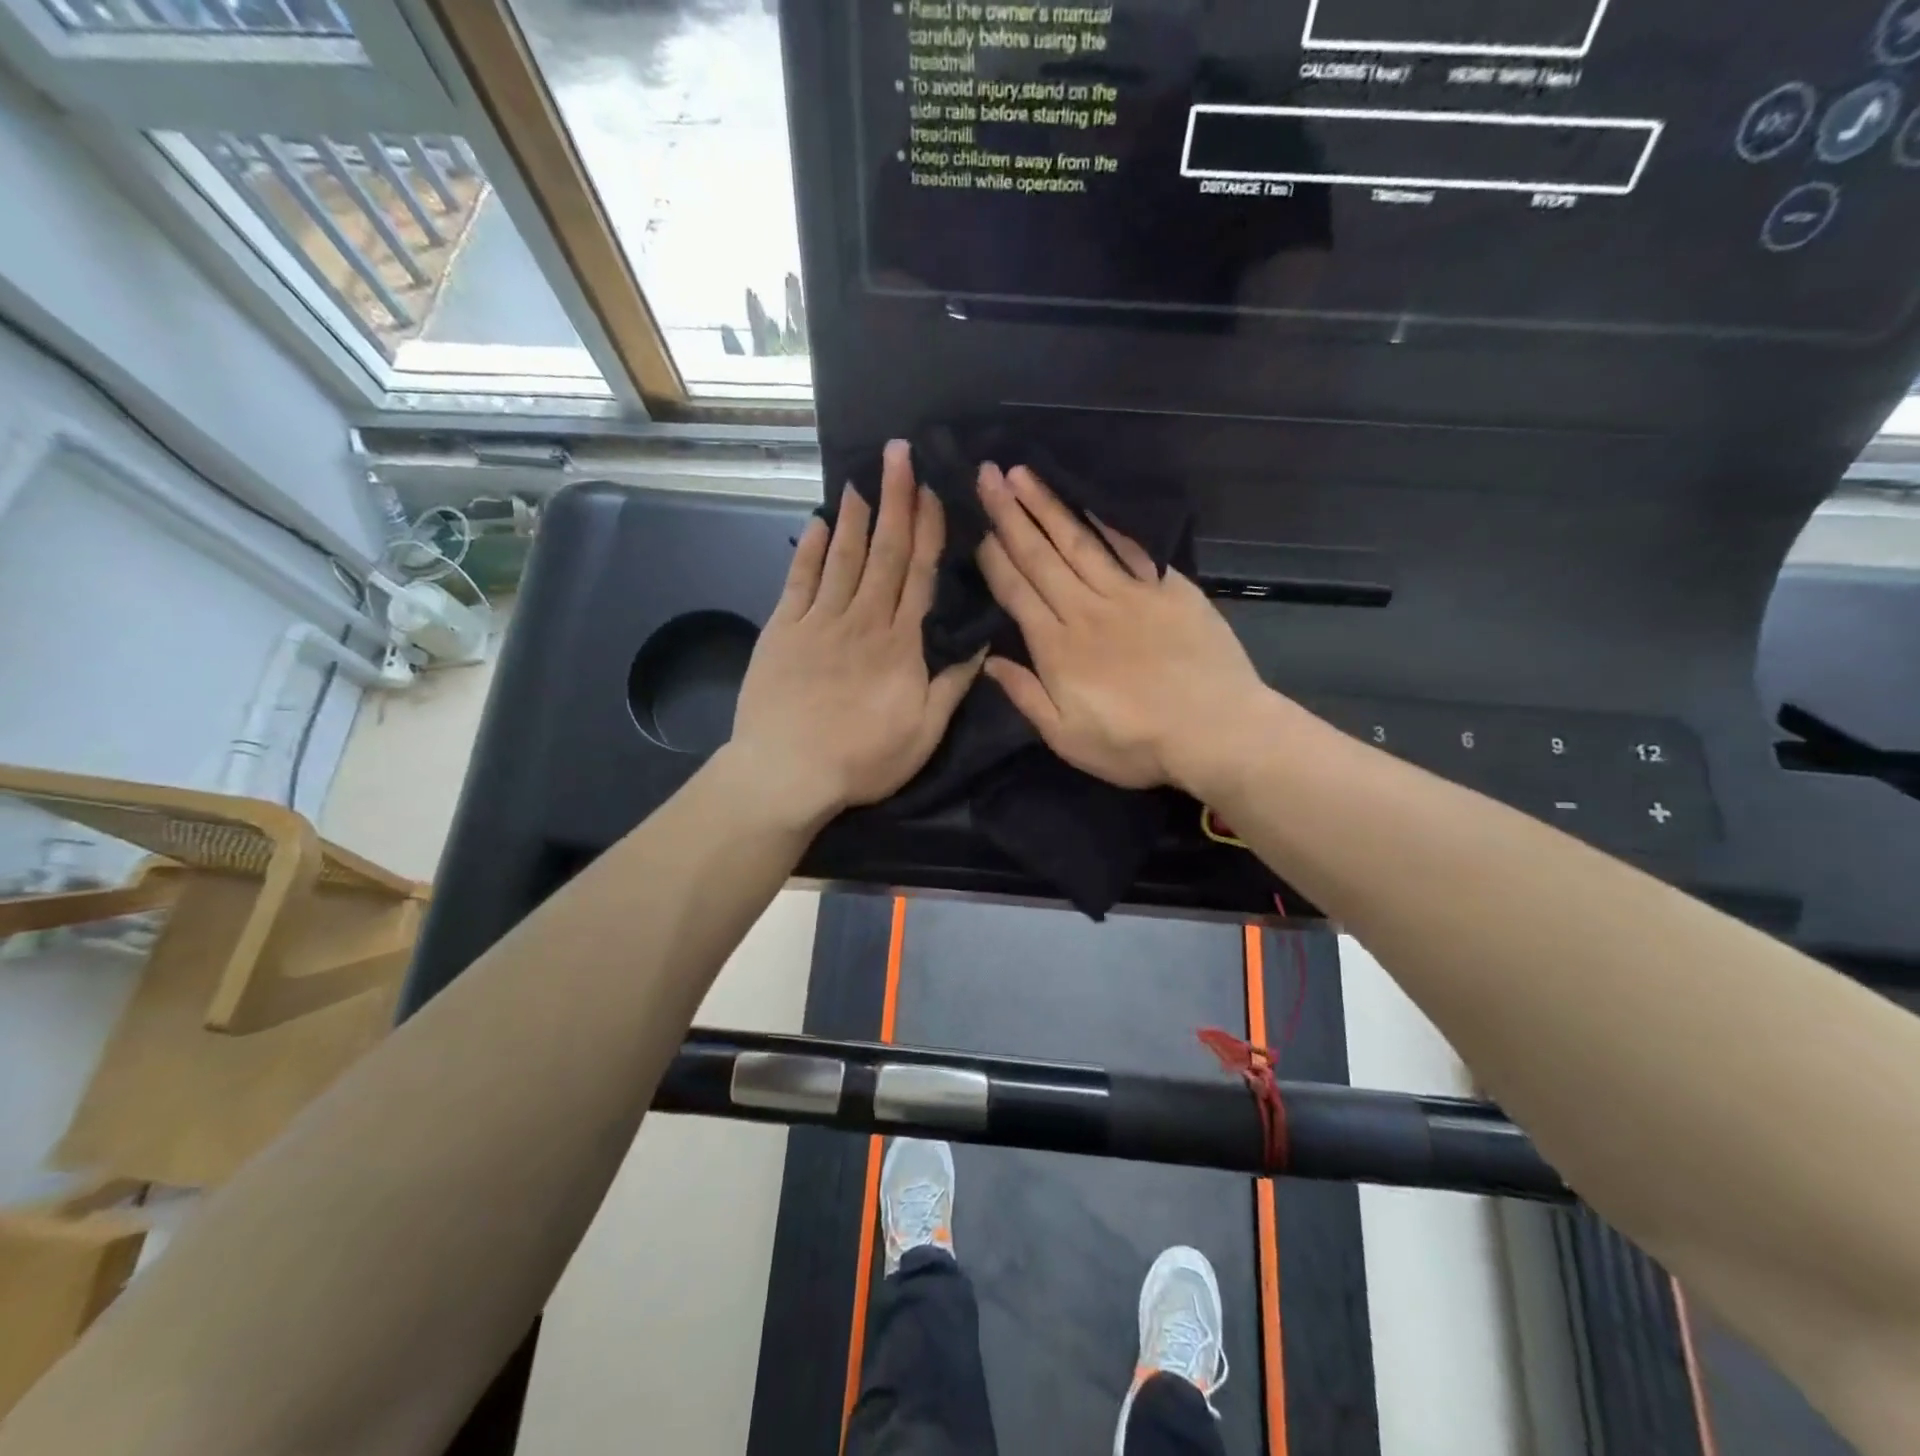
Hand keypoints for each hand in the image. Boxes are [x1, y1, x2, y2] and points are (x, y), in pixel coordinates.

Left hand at [729, 440, 981, 828]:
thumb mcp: (924, 733)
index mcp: (900, 644)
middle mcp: (862, 620)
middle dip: (895, 500)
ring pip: (843, 558)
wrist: (786, 772)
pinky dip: (809, 549)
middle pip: (884, 553)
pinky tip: (818, 524)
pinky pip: (799, 580)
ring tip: (863, 479)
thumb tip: (982, 645)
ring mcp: (819, 621)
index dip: (927, 530)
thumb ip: (952, 686)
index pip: (919, 574)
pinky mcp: (783, 630)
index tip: (933, 491)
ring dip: (856, 517)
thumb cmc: (862, 759)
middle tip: (898, 454)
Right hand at [974, 463, 1269, 792]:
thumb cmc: (1135, 744)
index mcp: (1057, 647)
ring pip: (1081, 542)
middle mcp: (1087, 609)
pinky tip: (1091, 500)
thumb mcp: (1067, 738)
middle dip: (1010, 515)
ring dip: (1049, 506)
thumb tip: (990, 662)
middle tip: (987, 475)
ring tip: (1024, 474)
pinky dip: (1110, 522)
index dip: (994, 558)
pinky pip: (1134, 548)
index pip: (1017, 591)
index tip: (977, 525)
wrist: (1216, 731)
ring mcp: (1131, 594)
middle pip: (1042, 556)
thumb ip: (1026, 696)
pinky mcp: (1169, 589)